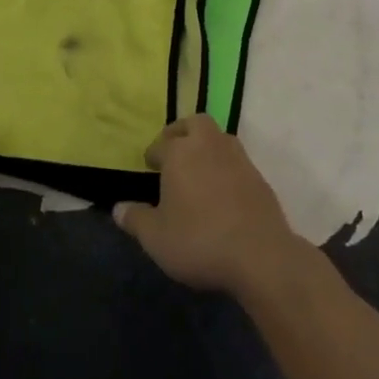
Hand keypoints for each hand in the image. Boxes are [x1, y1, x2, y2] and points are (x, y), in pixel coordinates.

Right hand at [113, 115, 306, 297]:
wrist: (260, 255)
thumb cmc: (199, 240)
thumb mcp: (156, 238)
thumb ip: (135, 219)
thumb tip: (118, 208)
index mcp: (180, 152)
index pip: (162, 143)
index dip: (153, 154)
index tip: (149, 166)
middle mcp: (209, 145)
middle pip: (195, 123)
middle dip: (182, 132)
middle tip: (174, 152)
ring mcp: (238, 158)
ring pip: (219, 138)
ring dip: (206, 146)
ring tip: (197, 170)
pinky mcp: (259, 177)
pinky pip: (236, 161)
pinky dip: (225, 167)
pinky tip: (221, 191)